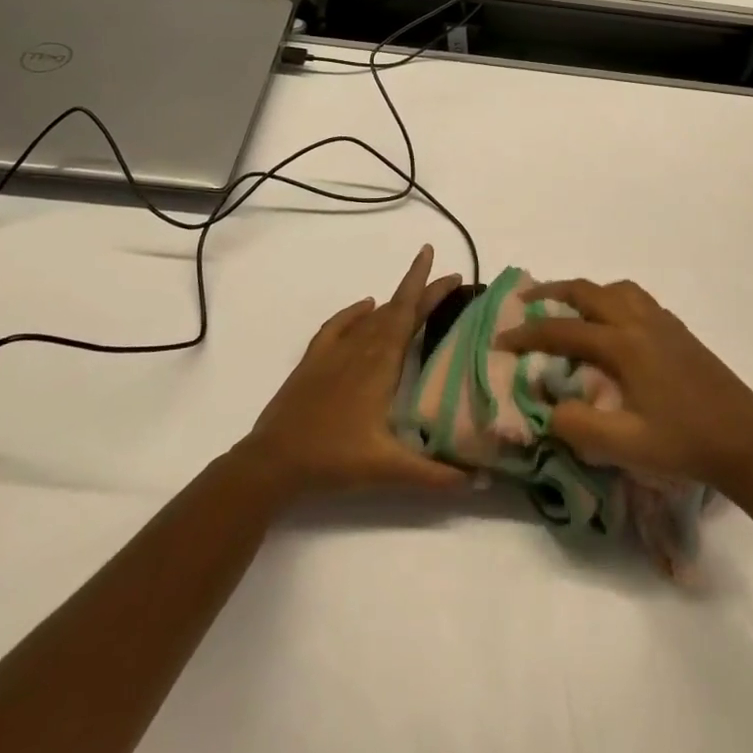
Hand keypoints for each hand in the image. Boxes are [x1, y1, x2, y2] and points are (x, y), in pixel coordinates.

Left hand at [237, 246, 469, 501]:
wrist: (274, 461)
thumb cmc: (335, 459)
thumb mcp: (389, 469)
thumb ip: (434, 475)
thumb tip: (478, 481)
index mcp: (381, 363)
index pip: (410, 314)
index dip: (430, 290)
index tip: (450, 271)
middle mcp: (361, 348)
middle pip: (396, 309)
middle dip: (422, 291)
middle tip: (447, 279)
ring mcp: (335, 351)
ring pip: (371, 317)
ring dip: (395, 303)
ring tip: (415, 296)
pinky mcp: (314, 360)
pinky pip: (339, 325)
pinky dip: (354, 312)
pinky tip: (365, 306)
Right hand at [497, 279, 752, 492]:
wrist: (749, 444)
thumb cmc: (685, 445)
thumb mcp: (625, 446)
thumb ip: (577, 425)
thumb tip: (544, 407)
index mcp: (624, 345)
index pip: (563, 330)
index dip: (527, 334)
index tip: (500, 340)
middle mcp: (641, 322)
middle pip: (588, 292)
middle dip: (552, 292)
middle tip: (526, 302)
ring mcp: (664, 323)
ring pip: (616, 289)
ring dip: (587, 292)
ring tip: (569, 308)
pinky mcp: (680, 332)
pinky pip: (637, 300)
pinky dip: (613, 300)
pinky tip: (613, 327)